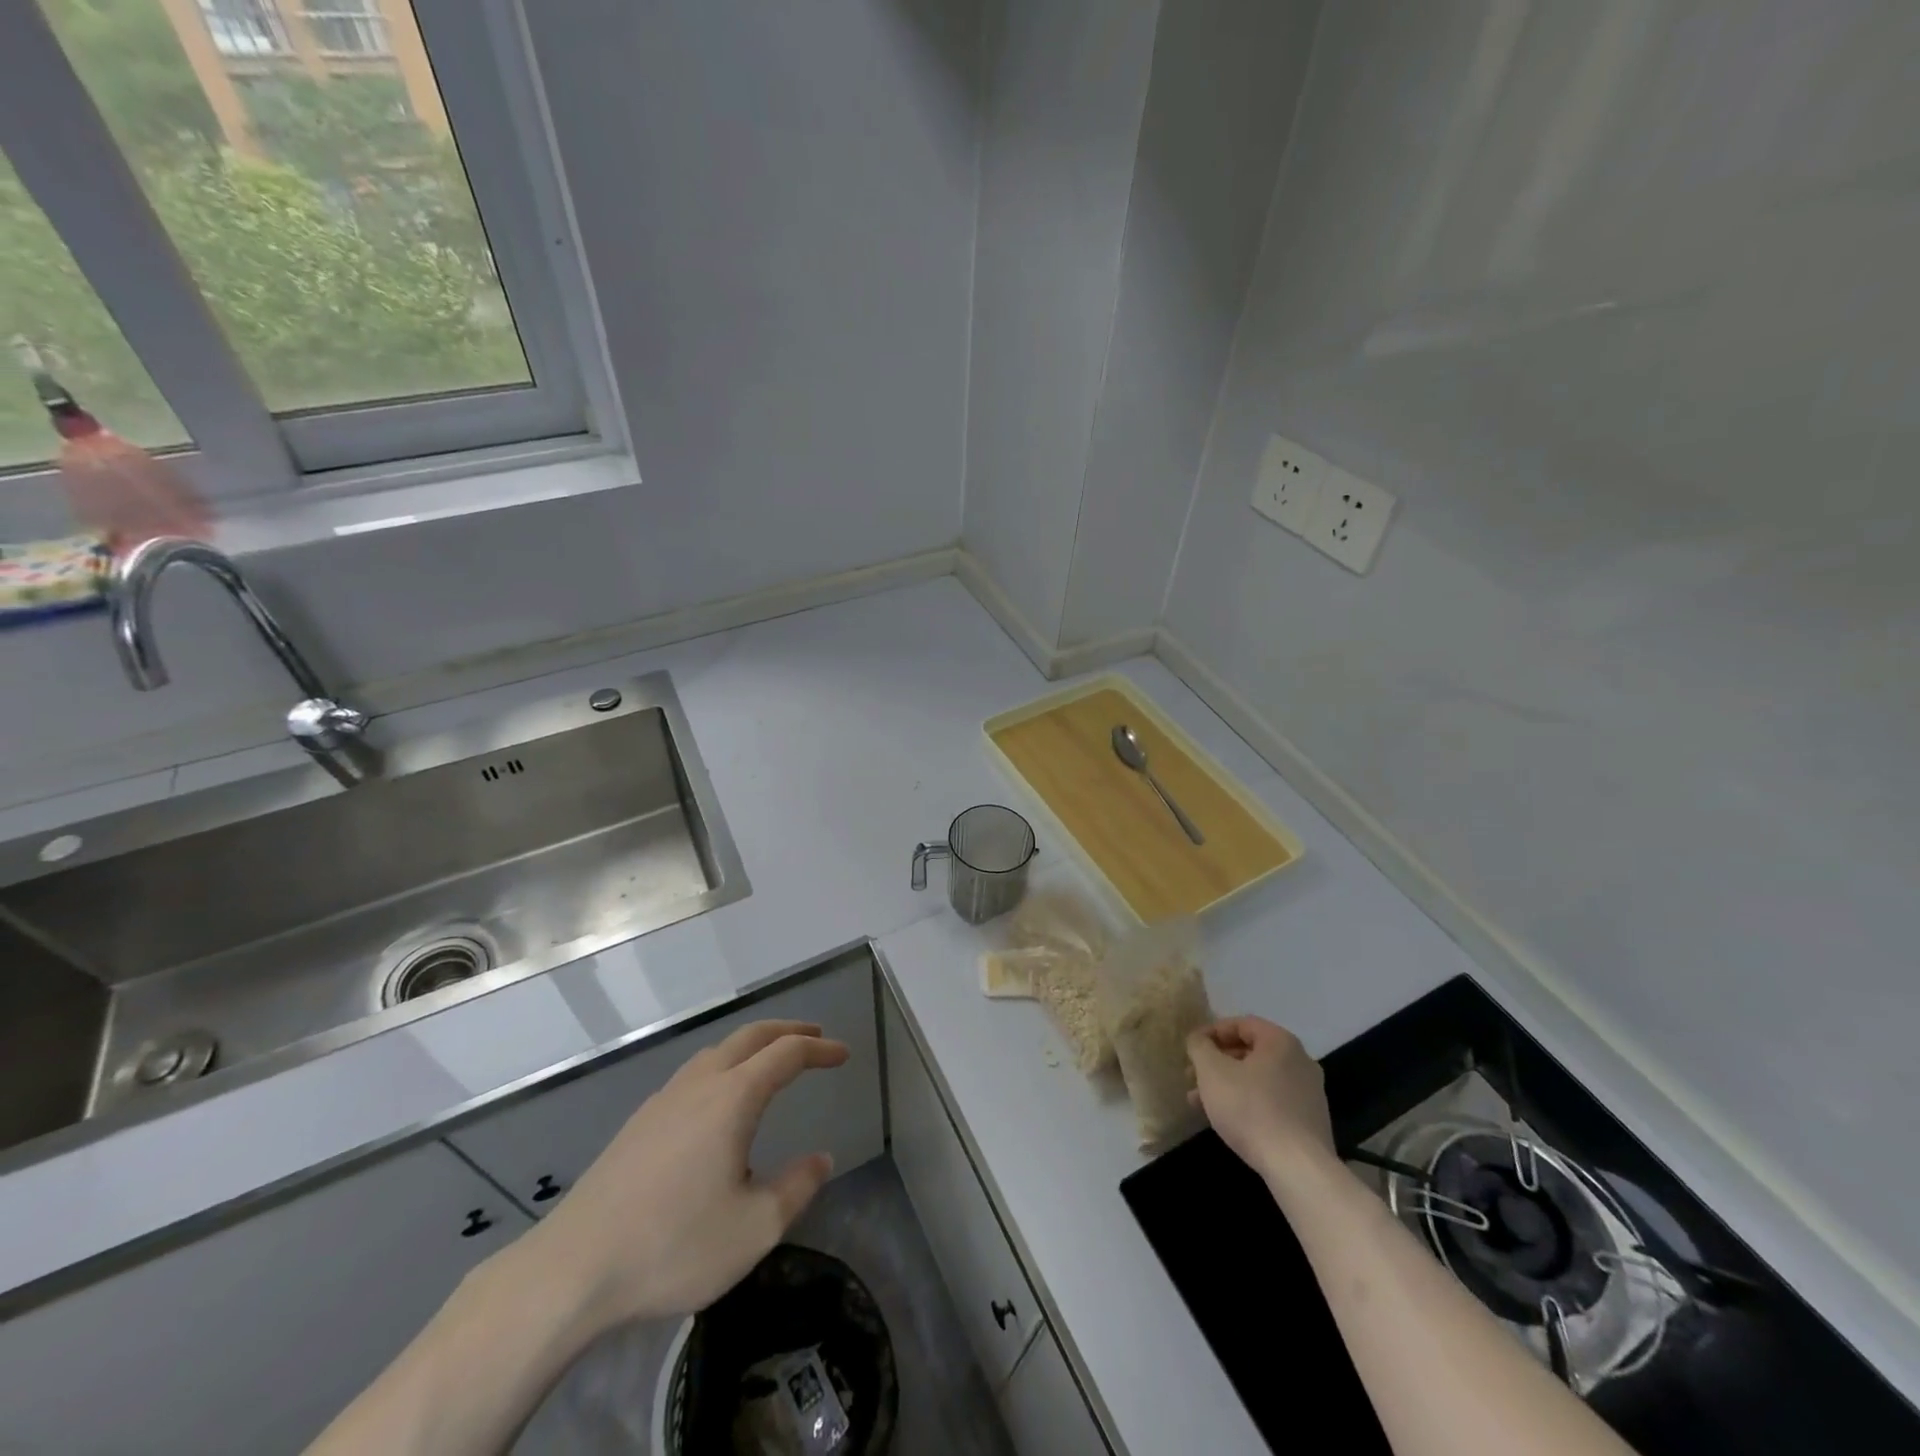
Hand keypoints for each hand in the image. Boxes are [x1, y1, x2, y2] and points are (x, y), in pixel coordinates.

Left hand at [512, 1019, 848, 1338]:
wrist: (572, 1269)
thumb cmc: (672, 1246)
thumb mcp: (753, 1229)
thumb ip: (796, 1188)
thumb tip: (821, 1159)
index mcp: (732, 1098)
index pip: (786, 1054)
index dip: (819, 1049)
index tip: (843, 1054)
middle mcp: (699, 1084)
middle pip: (750, 1036)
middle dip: (787, 1030)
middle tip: (814, 1037)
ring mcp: (663, 1101)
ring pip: (716, 1051)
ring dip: (751, 1046)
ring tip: (770, 1062)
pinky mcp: (638, 1124)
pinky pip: (693, 1074)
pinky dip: (723, 1066)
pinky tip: (717, 1103)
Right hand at [1187, 1016, 1336, 1190]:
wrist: (1297, 1167)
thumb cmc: (1250, 1108)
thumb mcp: (1212, 1071)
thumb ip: (1200, 1047)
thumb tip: (1198, 1040)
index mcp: (1280, 1042)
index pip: (1241, 1024)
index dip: (1211, 1032)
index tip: (1191, 1048)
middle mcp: (1300, 1061)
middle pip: (1250, 1052)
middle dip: (1216, 1062)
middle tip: (1191, 1076)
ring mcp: (1309, 1093)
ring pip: (1258, 1079)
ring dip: (1227, 1084)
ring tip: (1199, 1102)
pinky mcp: (1309, 1122)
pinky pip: (1271, 1100)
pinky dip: (1247, 1102)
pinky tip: (1226, 1120)